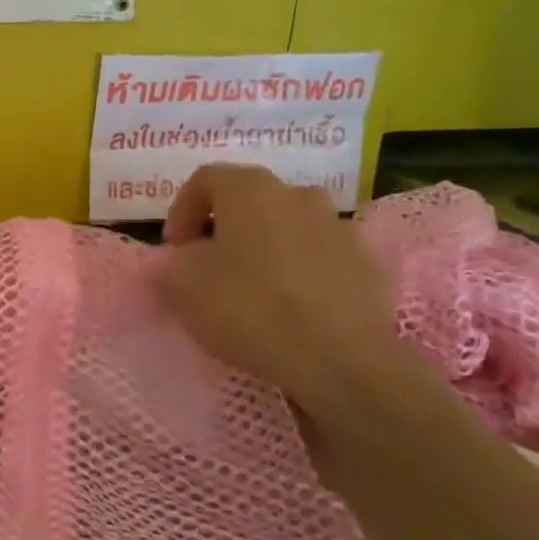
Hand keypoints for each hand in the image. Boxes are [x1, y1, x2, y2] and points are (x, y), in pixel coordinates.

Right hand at [158, 165, 406, 414]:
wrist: (340, 359)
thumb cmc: (250, 308)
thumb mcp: (183, 285)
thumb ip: (173, 262)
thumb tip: (183, 258)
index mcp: (250, 189)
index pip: (204, 180)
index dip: (181, 210)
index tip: (175, 249)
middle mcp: (297, 194)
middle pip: (248, 201)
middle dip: (223, 229)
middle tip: (208, 267)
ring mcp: (338, 226)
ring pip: (286, 227)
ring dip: (263, 248)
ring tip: (251, 289)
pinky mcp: (365, 263)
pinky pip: (317, 257)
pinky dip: (298, 272)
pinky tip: (289, 307)